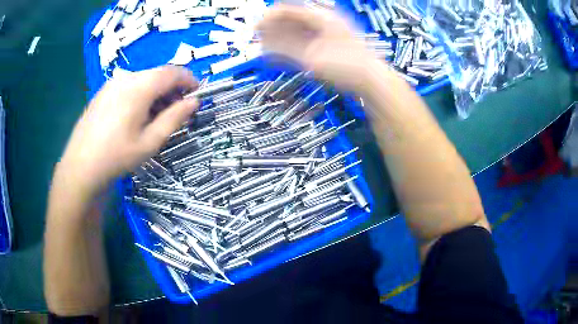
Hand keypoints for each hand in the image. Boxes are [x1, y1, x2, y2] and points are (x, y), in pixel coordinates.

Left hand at [58, 66, 198, 195]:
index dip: (189, 79)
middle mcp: (126, 77)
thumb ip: (174, 118)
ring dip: (156, 93)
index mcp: (139, 86)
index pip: (173, 72)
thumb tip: (194, 102)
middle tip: (176, 111)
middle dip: (172, 89)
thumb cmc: (117, 156)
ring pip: (143, 80)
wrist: (80, 166)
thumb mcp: (150, 142)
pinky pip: (128, 85)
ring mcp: (112, 83)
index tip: (197, 93)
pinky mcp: (103, 91)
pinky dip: (140, 95)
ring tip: (156, 117)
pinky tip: (135, 116)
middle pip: (157, 74)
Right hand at [257, 5, 377, 91]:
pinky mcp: (326, 46)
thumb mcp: (314, 58)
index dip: (269, 17)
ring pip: (296, 31)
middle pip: (292, 20)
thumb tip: (264, 44)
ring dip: (279, 38)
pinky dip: (290, 47)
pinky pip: (303, 42)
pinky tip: (280, 54)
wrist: (372, 81)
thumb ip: (287, 49)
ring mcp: (325, 34)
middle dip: (273, 28)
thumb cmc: (347, 67)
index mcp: (322, 18)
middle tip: (258, 39)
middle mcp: (322, 22)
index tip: (256, 28)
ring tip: (265, 48)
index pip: (289, 10)